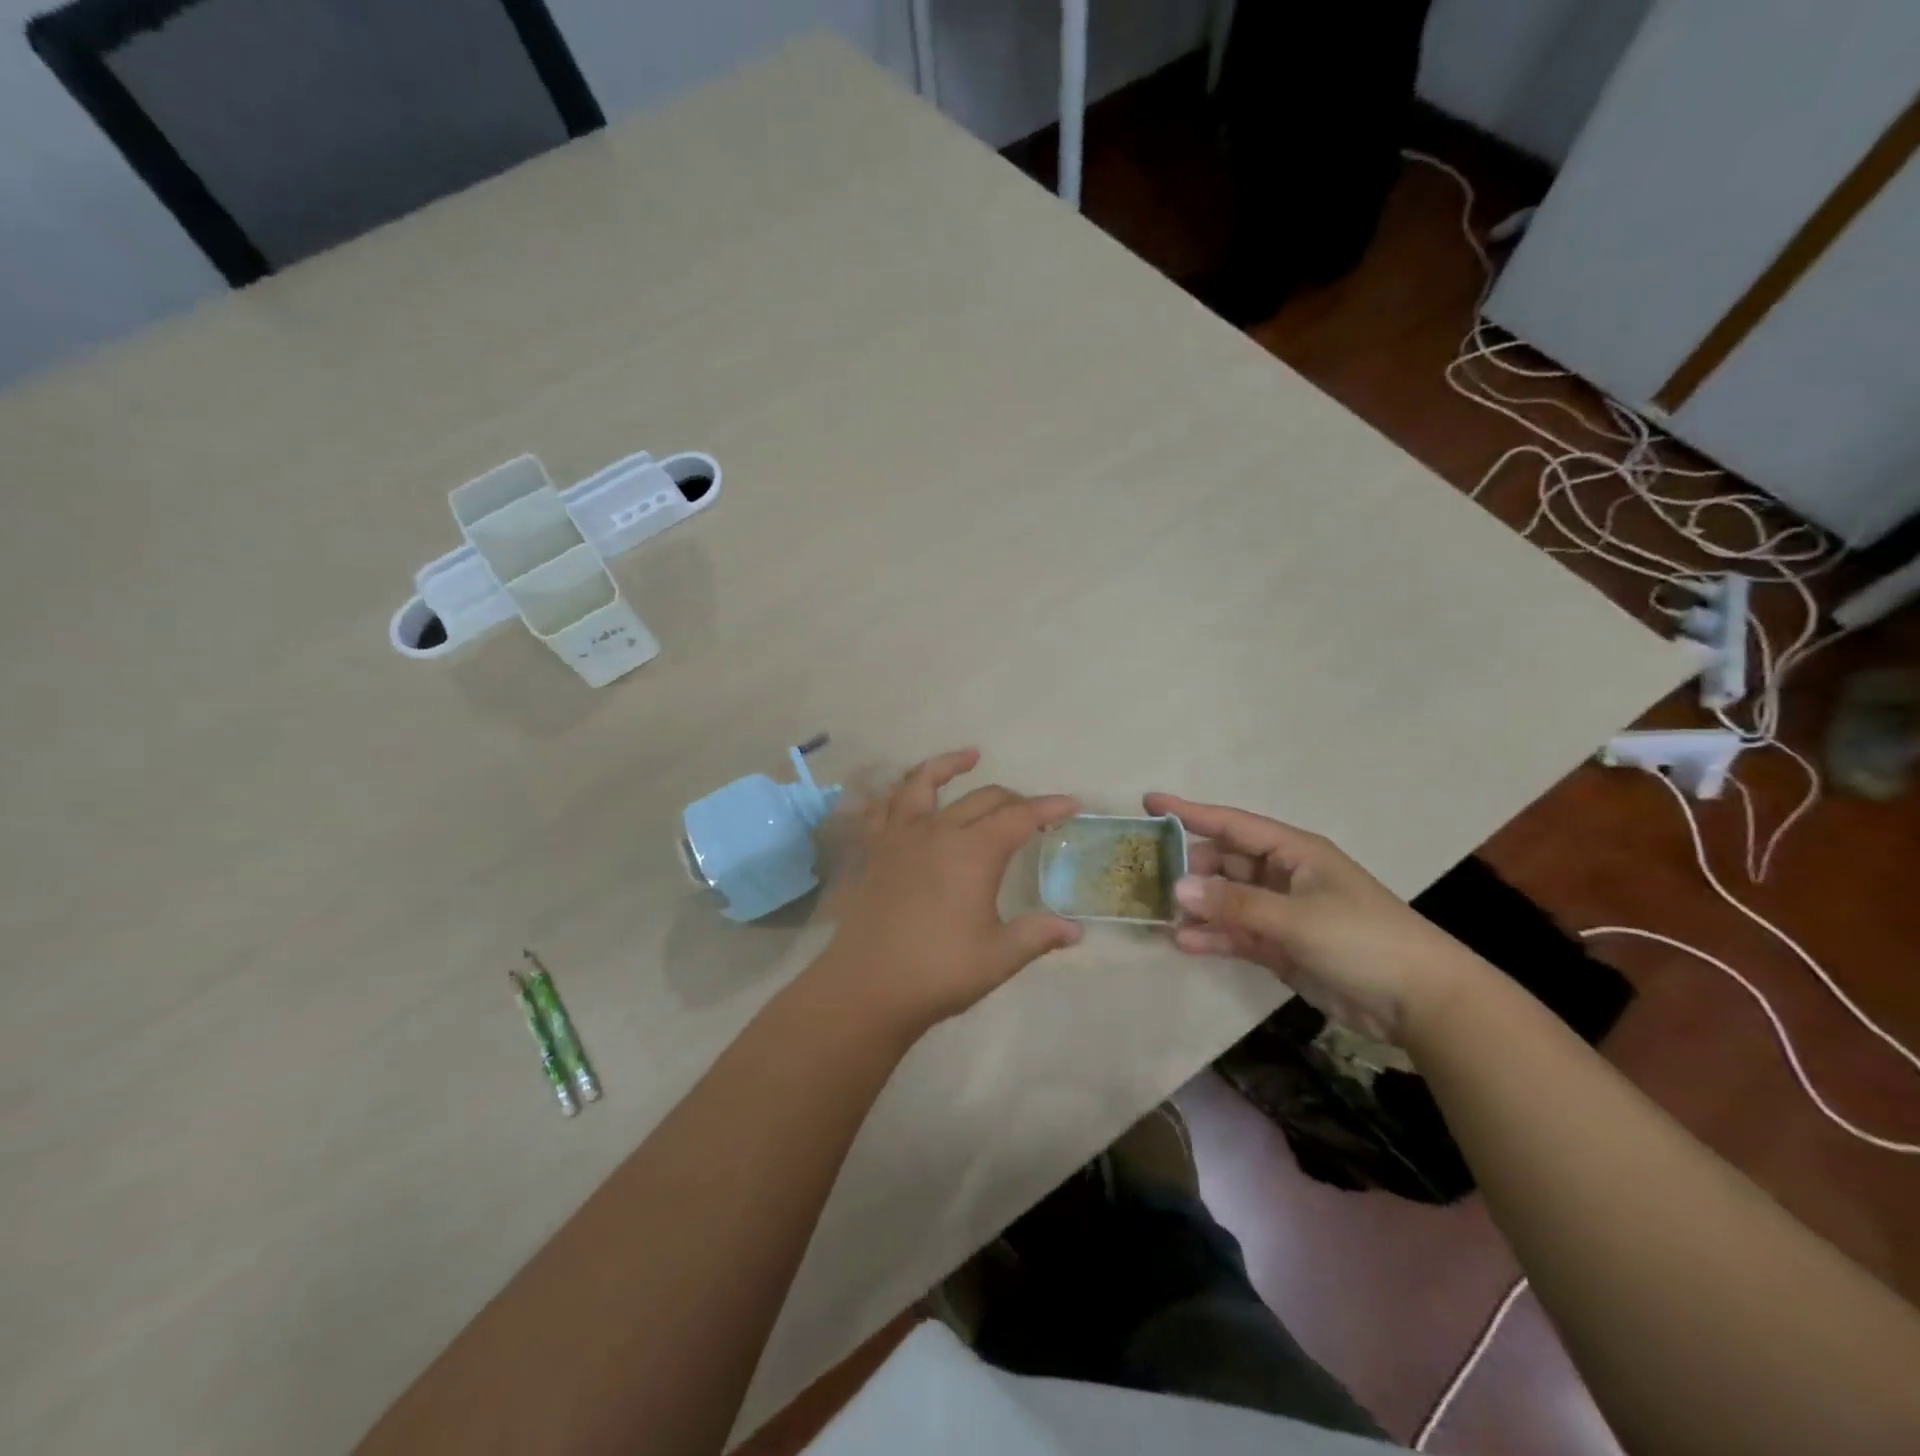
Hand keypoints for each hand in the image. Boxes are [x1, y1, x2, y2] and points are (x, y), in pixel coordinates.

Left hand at [816, 750, 1081, 1038]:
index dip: (1048, 809)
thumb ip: (1038, 935)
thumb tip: (1075, 931)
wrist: (867, 986)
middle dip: (1014, 799)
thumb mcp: (999, 957)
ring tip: (970, 756)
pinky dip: (899, 792)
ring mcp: (901, 837)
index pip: (1020, 818)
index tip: (1071, 805)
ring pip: (924, 783)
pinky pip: (885, 808)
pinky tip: (906, 793)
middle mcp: (939, 832)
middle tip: (1033, 812)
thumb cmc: (939, 971)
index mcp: (974, 852)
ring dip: (949, 765)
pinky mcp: (875, 850)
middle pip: (983, 799)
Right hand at [1143, 793, 1482, 1043]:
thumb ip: (1234, 904)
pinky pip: (1236, 934)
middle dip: (1187, 867)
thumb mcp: (1297, 918)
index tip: (1149, 802)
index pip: (1232, 824)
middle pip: (1223, 861)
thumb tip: (1176, 889)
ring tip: (1156, 913)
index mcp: (1293, 852)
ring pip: (1226, 900)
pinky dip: (1212, 937)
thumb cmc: (1362, 940)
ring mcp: (1281, 912)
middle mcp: (1283, 876)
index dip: (1190, 812)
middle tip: (1145, 874)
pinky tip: (1184, 943)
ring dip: (1196, 906)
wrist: (1420, 1002)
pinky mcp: (1281, 947)